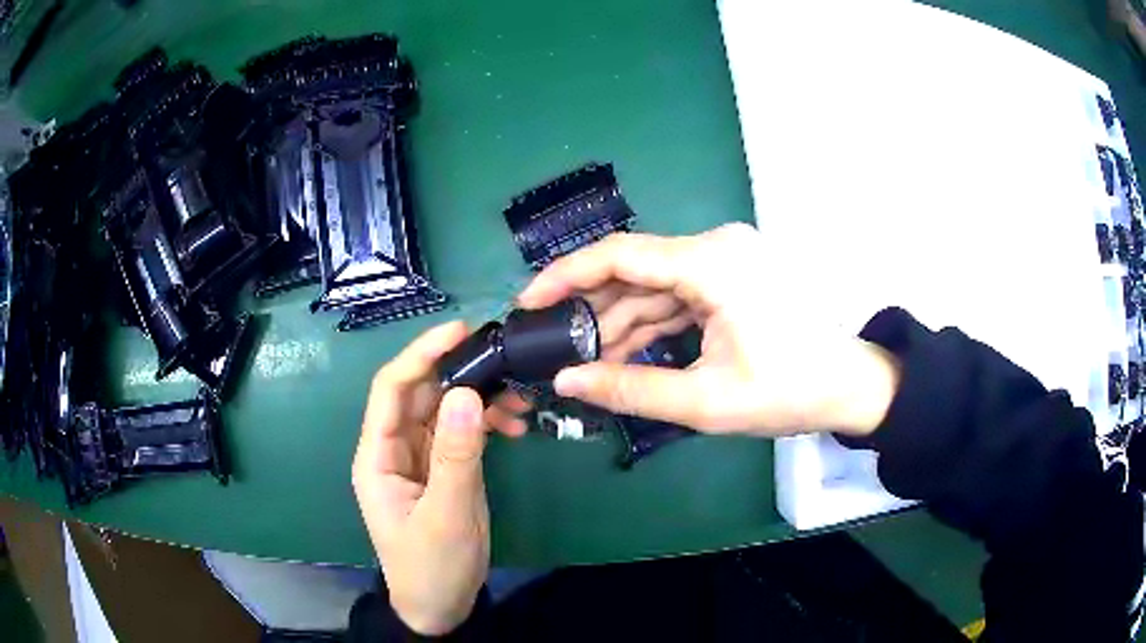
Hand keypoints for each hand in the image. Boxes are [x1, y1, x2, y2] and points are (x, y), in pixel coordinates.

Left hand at [352, 322, 526, 634]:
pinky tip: (514, 423)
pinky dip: (486, 422)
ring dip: (478, 396)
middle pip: (421, 394)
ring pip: (445, 410)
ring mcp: (421, 459)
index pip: (391, 390)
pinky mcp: (444, 469)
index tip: (459, 330)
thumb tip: (465, 393)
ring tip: (518, 395)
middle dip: (458, 371)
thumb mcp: (446, 515)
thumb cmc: (432, 566)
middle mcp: (395, 449)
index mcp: (378, 457)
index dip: (419, 355)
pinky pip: (462, 432)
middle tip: (502, 355)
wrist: (441, 606)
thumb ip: (455, 456)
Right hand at [517, 223, 899, 436]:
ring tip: (584, 359)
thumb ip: (629, 389)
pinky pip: (676, 295)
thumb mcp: (704, 400)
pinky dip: (649, 323)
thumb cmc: (787, 392)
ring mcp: (725, 260)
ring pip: (653, 286)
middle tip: (552, 343)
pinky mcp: (730, 277)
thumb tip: (567, 380)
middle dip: (591, 309)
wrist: (847, 387)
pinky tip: (623, 352)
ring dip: (619, 322)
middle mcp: (716, 247)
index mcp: (712, 263)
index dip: (566, 276)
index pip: (620, 255)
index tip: (529, 302)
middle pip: (634, 270)